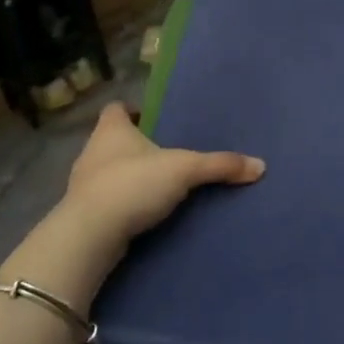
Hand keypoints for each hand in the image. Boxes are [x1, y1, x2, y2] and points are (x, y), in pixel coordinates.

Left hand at [62, 102, 264, 253]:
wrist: (90, 235)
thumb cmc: (132, 185)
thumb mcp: (184, 170)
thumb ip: (219, 165)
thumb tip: (260, 165)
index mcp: (111, 130)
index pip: (116, 109)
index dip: (131, 110)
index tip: (151, 117)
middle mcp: (92, 151)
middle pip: (112, 140)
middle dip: (135, 145)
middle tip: (164, 152)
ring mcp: (83, 184)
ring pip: (107, 170)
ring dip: (128, 175)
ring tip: (158, 184)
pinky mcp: (83, 213)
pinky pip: (106, 200)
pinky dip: (122, 202)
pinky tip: (142, 212)